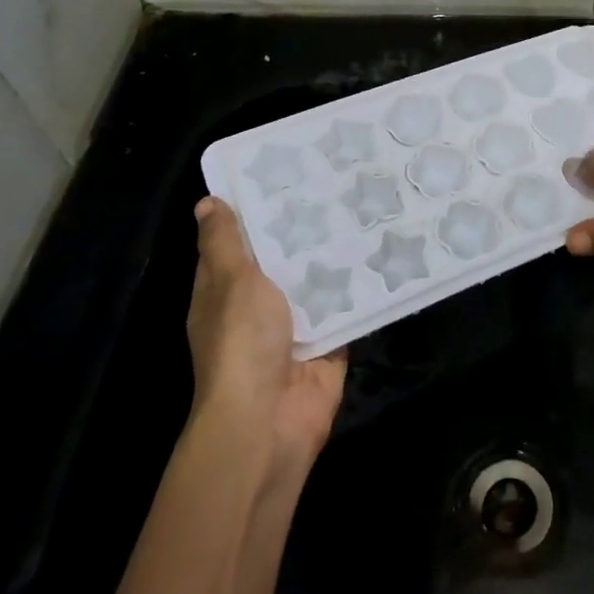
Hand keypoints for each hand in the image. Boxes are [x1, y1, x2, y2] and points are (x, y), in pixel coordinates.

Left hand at [188, 197, 346, 477]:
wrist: (269, 420)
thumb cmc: (242, 343)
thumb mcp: (231, 282)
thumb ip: (225, 243)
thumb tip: (207, 202)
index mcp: (225, 291)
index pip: (238, 241)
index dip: (256, 209)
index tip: (286, 174)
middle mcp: (258, 306)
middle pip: (283, 259)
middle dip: (306, 229)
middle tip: (340, 183)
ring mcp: (294, 327)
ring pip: (318, 281)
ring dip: (338, 256)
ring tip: (368, 209)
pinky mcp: (328, 344)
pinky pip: (346, 309)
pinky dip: (361, 289)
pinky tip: (387, 254)